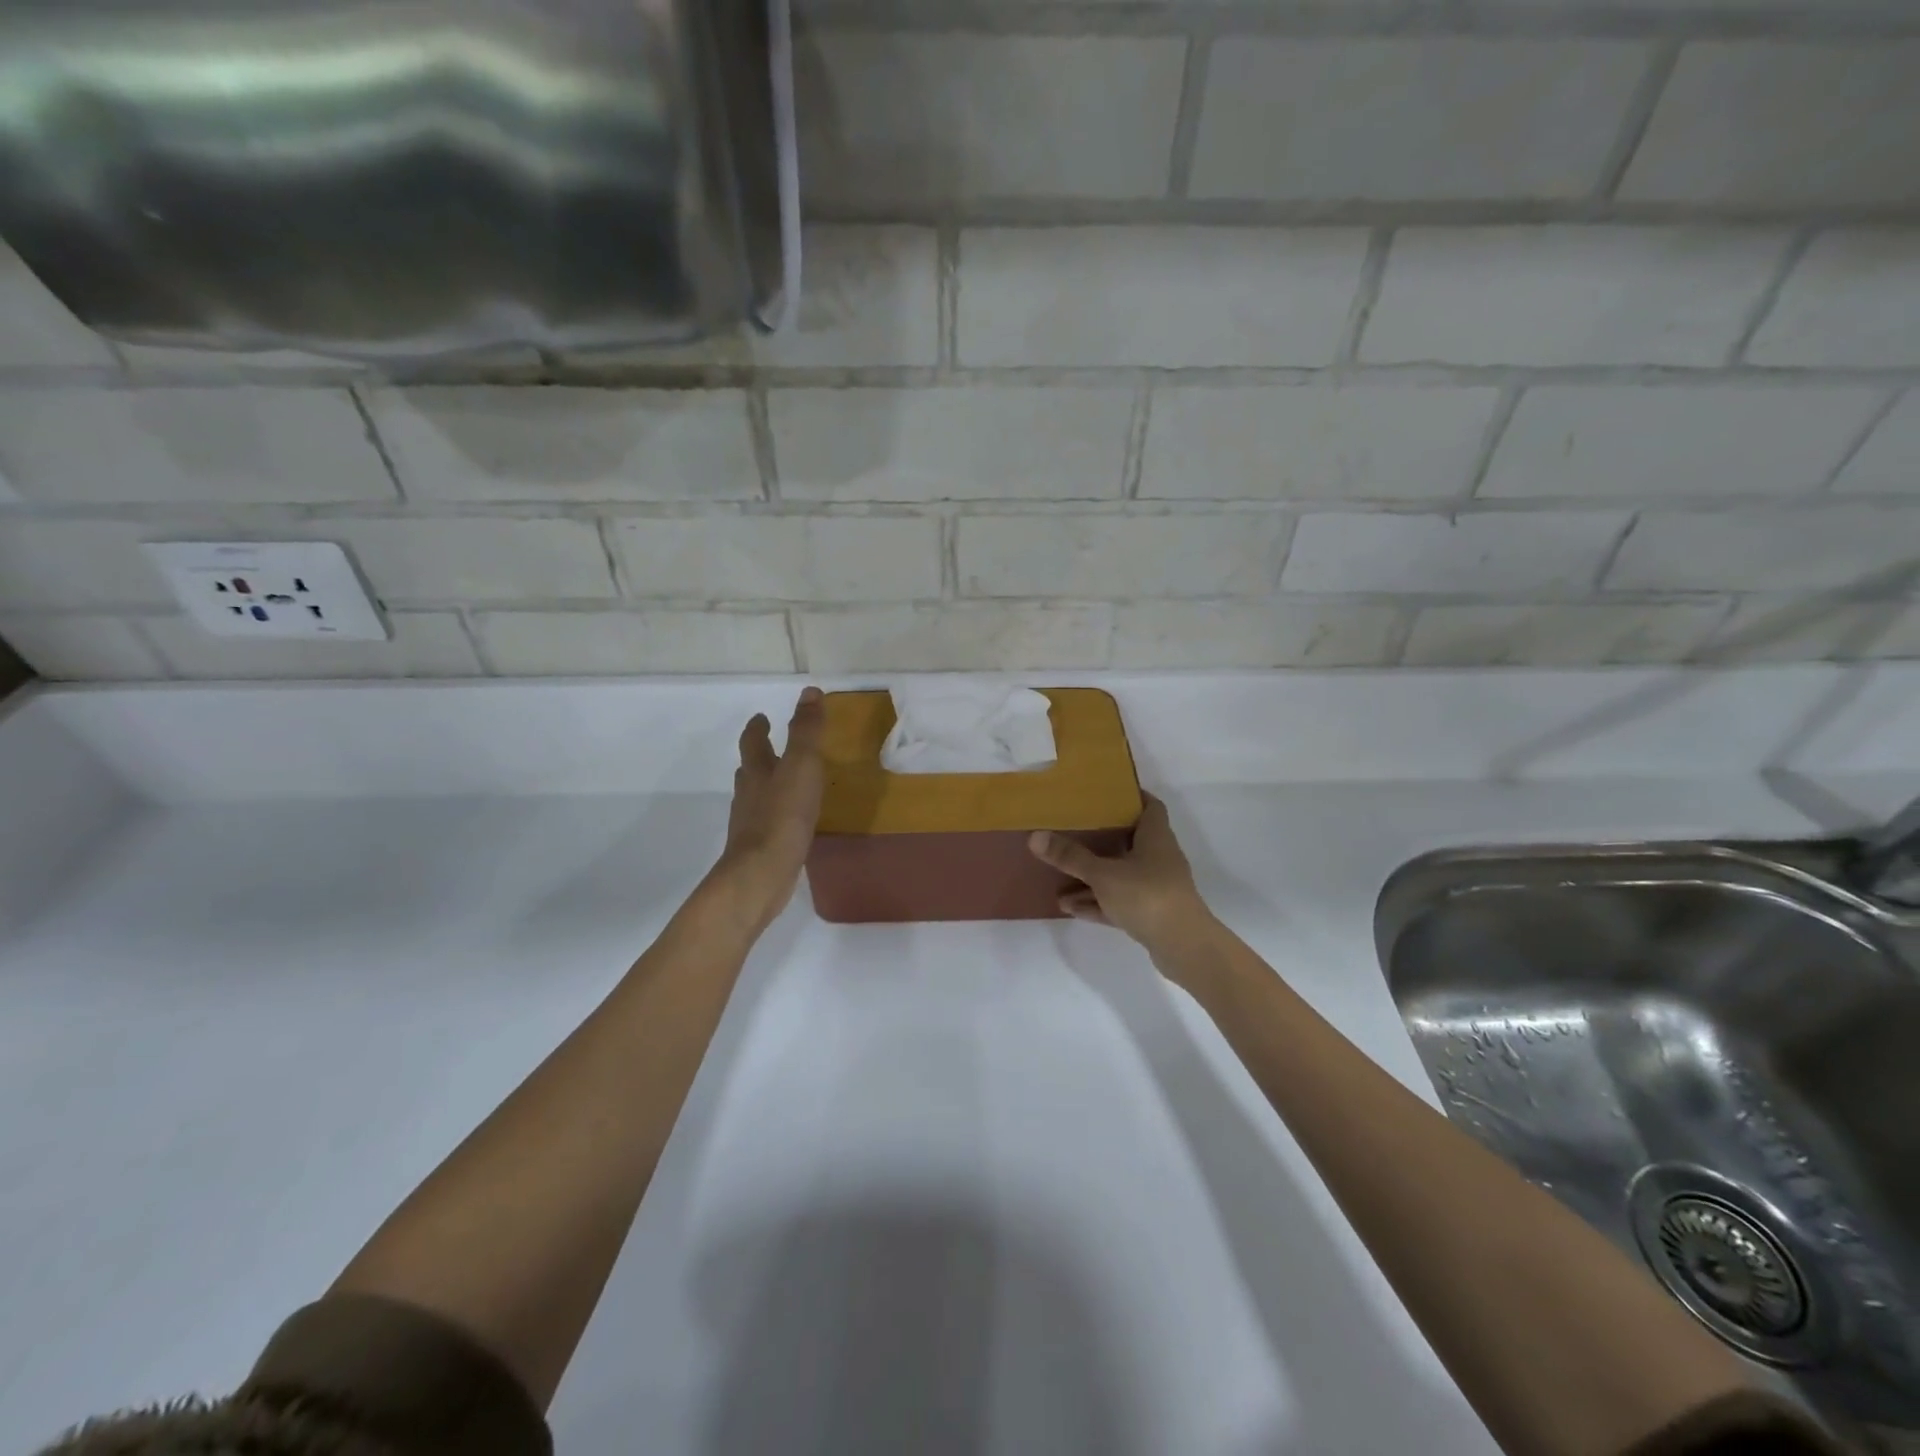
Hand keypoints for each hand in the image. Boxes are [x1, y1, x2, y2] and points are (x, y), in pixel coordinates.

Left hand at [711, 687, 825, 927]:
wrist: (761, 873)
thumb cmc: (783, 815)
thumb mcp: (801, 766)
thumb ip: (806, 730)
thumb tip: (809, 692)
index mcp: (757, 770)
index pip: (753, 741)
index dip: (758, 728)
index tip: (761, 717)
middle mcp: (749, 794)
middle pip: (750, 769)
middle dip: (760, 756)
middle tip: (772, 747)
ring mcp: (751, 823)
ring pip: (756, 796)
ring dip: (767, 785)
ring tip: (784, 783)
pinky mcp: (759, 848)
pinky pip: (767, 823)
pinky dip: (776, 815)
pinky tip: (790, 822)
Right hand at [1027, 795, 1216, 962]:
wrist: (1184, 947)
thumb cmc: (1147, 896)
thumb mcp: (1103, 874)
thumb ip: (1071, 857)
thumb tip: (1035, 836)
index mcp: (1156, 838)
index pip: (1150, 806)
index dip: (1131, 796)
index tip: (1105, 793)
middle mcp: (1159, 858)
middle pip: (1129, 841)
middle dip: (1101, 838)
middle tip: (1072, 830)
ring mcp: (1156, 887)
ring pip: (1120, 875)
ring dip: (1093, 877)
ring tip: (1059, 878)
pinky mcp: (1150, 914)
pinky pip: (1118, 901)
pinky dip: (1097, 902)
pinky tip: (1070, 907)